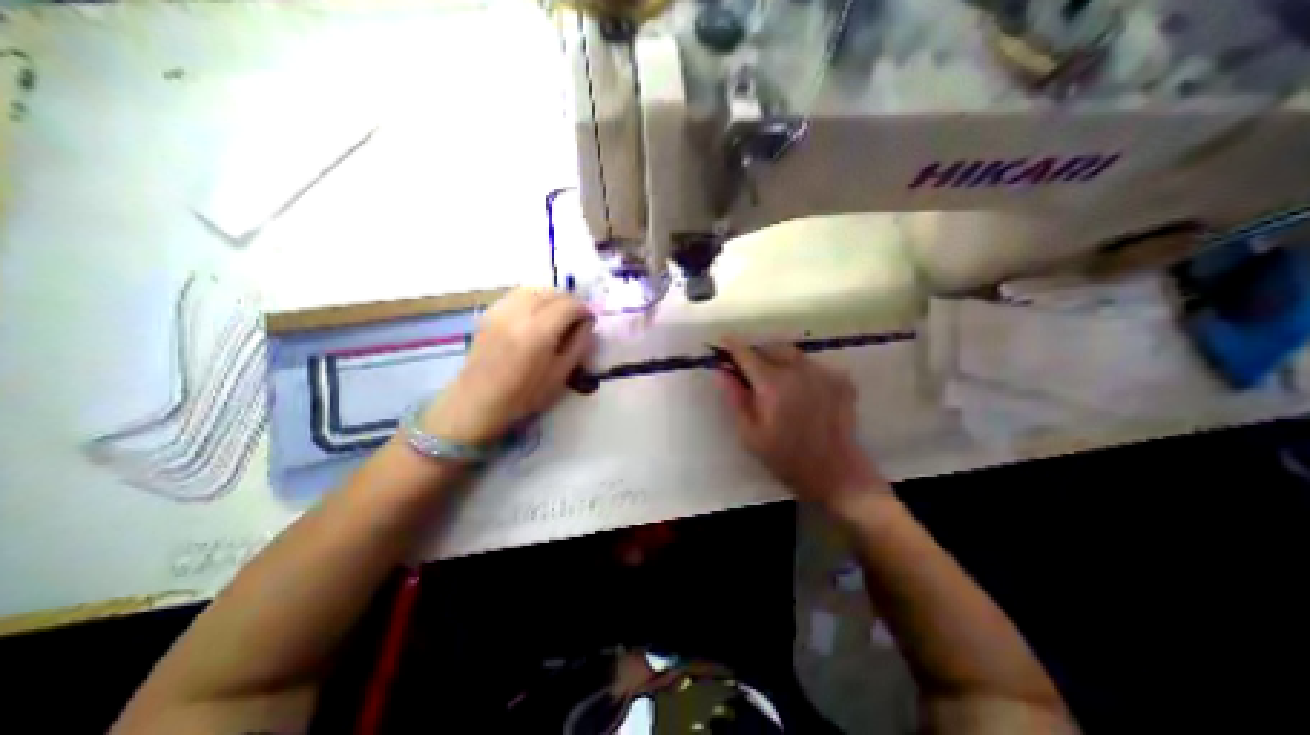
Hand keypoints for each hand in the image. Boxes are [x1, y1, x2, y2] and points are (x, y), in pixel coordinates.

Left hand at [421, 287, 596, 445]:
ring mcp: (501, 310)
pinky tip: (536, 313)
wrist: (478, 401)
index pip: (569, 305)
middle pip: (552, 293)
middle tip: (576, 318)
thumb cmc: (524, 394)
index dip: (584, 309)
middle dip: (570, 301)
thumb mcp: (561, 374)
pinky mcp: (489, 313)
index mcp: (539, 331)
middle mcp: (520, 313)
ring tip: (557, 313)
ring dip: (551, 297)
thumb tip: (587, 323)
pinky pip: (517, 295)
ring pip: (533, 289)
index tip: (589, 321)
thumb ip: (579, 345)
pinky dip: (532, 297)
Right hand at [715, 335, 891, 511]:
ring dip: (777, 358)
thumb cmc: (787, 458)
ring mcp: (824, 372)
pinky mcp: (842, 379)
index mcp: (773, 385)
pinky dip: (800, 369)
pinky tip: (799, 388)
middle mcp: (799, 371)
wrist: (837, 474)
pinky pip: (813, 364)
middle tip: (747, 367)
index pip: (747, 354)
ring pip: (793, 353)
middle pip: (771, 347)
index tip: (722, 341)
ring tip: (774, 379)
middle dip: (755, 351)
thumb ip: (736, 398)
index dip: (732, 345)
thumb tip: (722, 372)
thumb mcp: (750, 434)